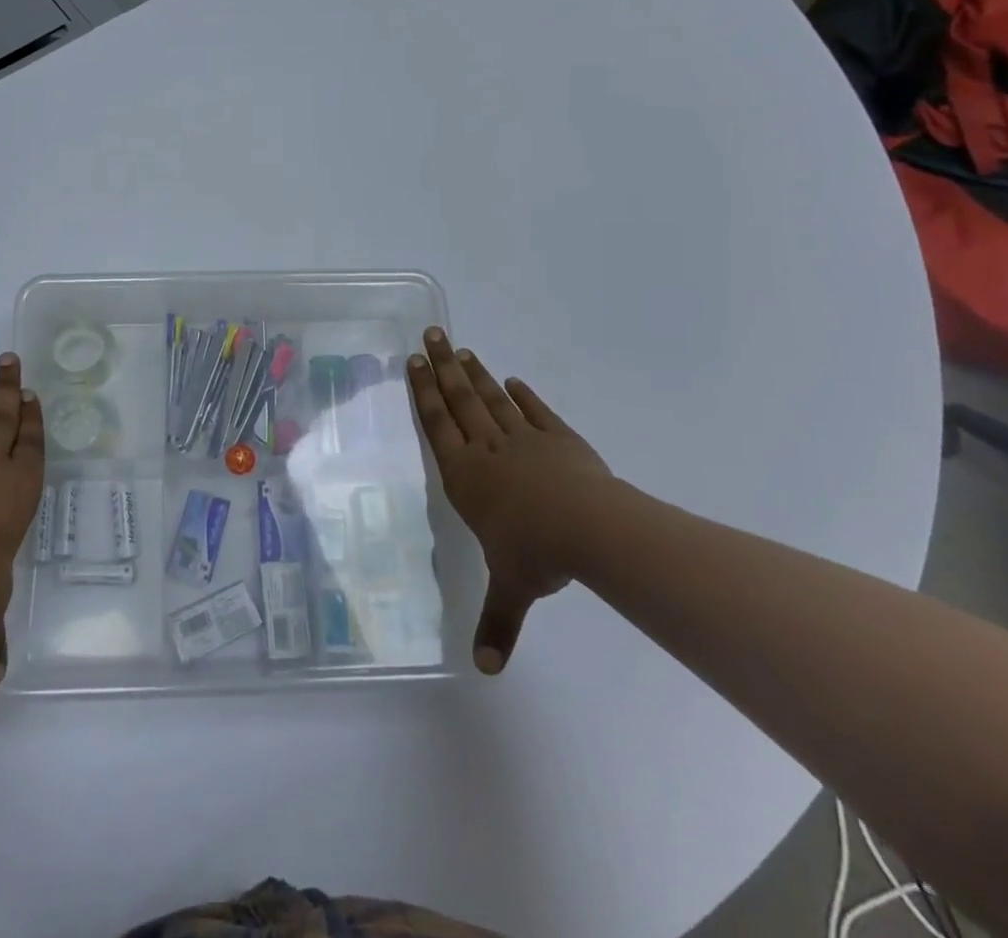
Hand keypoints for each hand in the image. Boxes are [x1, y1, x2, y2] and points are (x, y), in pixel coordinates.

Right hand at [407, 328, 610, 674]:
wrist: (592, 530)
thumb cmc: (537, 554)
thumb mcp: (512, 588)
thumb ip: (497, 622)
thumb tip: (486, 672)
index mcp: (466, 476)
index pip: (437, 426)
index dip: (424, 392)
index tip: (415, 362)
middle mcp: (488, 450)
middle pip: (460, 400)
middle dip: (443, 367)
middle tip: (432, 334)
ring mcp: (524, 440)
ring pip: (492, 399)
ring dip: (476, 374)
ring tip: (463, 349)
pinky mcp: (559, 439)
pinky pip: (535, 412)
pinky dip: (523, 395)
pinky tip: (513, 381)